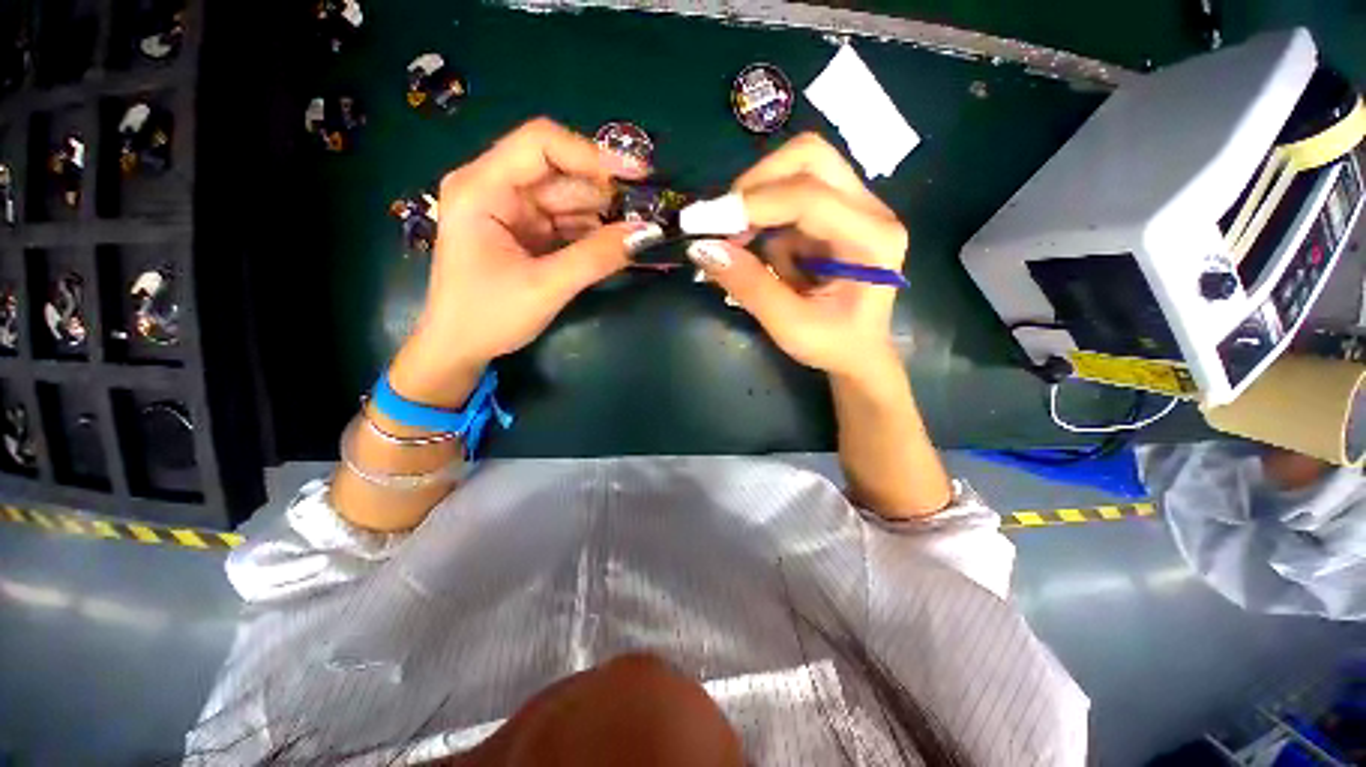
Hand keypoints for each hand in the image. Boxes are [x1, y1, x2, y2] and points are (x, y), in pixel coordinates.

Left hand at [390, 118, 657, 405]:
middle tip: (649, 213)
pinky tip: (618, 245)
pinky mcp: (526, 233)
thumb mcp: (545, 287)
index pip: (541, 145)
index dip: (592, 153)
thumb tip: (646, 233)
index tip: (638, 175)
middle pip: (560, 173)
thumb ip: (596, 258)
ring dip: (604, 215)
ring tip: (640, 231)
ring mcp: (513, 212)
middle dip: (605, 192)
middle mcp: (496, 188)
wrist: (459, 349)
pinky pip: (567, 223)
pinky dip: (593, 234)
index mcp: (483, 188)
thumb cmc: (488, 317)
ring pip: (569, 200)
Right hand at [687, 134, 907, 381]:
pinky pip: (792, 195)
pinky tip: (767, 256)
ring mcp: (856, 206)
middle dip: (755, 184)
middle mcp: (871, 210)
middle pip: (809, 157)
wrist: (859, 352)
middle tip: (723, 222)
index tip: (700, 223)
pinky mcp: (837, 212)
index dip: (749, 205)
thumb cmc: (833, 346)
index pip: (807, 198)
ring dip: (759, 201)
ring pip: (800, 168)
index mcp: (871, 241)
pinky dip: (767, 218)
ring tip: (742, 245)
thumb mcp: (789, 326)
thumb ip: (749, 286)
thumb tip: (703, 248)